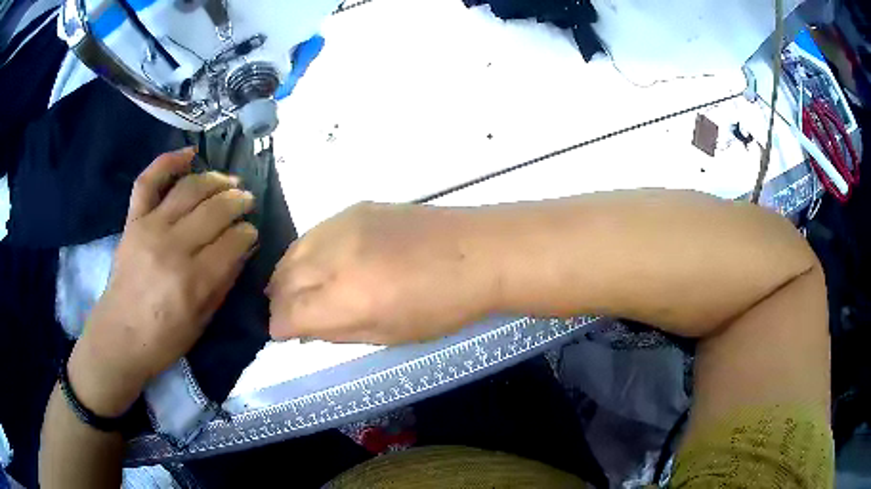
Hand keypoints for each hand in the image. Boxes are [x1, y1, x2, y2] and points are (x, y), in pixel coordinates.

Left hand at [68, 149, 258, 415]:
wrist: (119, 337)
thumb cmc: (164, 339)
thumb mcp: (203, 321)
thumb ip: (224, 282)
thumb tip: (244, 248)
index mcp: (193, 280)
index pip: (233, 241)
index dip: (248, 232)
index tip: (252, 232)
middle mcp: (173, 247)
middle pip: (215, 210)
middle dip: (238, 201)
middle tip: (247, 201)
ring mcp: (150, 228)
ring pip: (190, 189)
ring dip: (216, 180)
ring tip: (229, 182)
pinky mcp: (133, 220)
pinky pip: (148, 181)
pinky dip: (168, 161)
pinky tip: (190, 154)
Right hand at [267, 202, 498, 344]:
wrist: (478, 251)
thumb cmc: (443, 306)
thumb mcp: (390, 335)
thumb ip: (338, 332)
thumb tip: (305, 328)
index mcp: (349, 299)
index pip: (289, 313)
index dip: (280, 327)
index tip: (282, 333)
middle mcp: (337, 258)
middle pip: (284, 280)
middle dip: (278, 302)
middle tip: (287, 314)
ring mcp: (345, 226)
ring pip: (293, 251)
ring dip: (286, 275)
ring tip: (295, 290)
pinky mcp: (356, 208)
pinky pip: (314, 233)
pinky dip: (306, 252)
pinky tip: (318, 263)